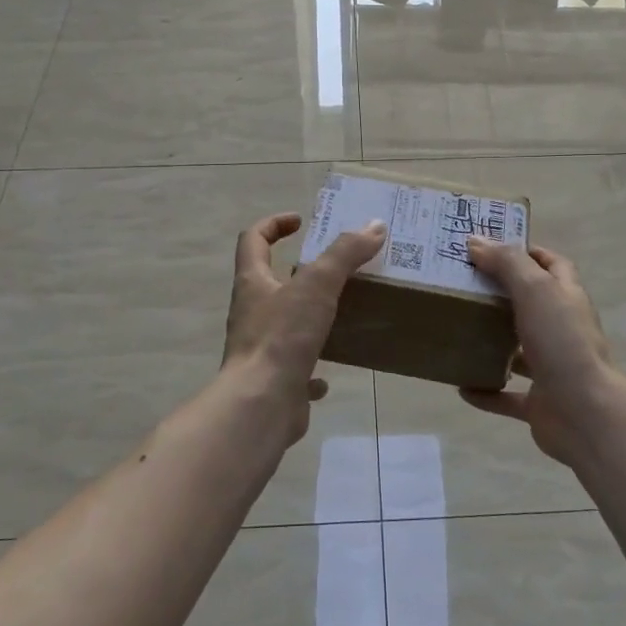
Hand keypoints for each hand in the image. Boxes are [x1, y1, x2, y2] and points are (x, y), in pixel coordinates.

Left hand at [220, 212, 385, 443]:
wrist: (262, 404)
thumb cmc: (283, 336)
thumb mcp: (318, 285)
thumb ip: (345, 254)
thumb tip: (374, 226)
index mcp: (253, 283)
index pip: (253, 240)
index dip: (273, 224)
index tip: (300, 220)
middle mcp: (251, 313)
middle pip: (268, 281)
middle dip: (298, 271)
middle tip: (333, 268)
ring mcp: (260, 349)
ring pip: (283, 324)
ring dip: (308, 317)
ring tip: (341, 313)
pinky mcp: (274, 380)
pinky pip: (294, 369)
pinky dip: (312, 367)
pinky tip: (331, 372)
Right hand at [461, 238, 625, 465]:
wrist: (585, 413)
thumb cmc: (562, 341)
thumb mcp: (535, 290)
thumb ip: (506, 264)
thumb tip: (476, 242)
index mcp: (567, 298)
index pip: (552, 265)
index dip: (528, 253)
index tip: (491, 247)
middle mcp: (562, 329)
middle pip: (532, 305)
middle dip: (503, 295)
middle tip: (464, 285)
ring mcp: (552, 367)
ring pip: (520, 350)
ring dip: (494, 343)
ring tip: (459, 331)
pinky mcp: (540, 402)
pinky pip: (507, 396)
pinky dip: (486, 391)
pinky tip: (461, 386)